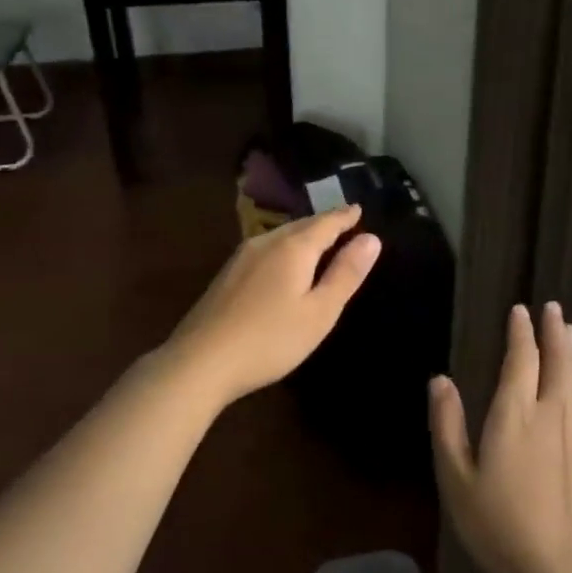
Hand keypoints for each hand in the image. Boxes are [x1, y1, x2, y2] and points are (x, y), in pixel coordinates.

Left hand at [166, 204, 381, 405]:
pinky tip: (283, 264)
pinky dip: (284, 249)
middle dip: (324, 224)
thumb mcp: (320, 312)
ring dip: (302, 235)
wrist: (200, 362)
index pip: (326, 222)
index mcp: (293, 247)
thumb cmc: (270, 339)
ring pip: (280, 236)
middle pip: (302, 225)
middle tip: (343, 224)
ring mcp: (241, 257)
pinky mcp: (226, 275)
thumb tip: (371, 238)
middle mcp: (266, 242)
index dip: (345, 217)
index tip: (358, 210)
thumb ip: (345, 273)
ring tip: (318, 241)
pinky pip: (265, 250)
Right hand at [430, 303, 571, 572]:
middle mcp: (553, 412)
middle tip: (551, 308)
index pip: (522, 359)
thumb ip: (447, 426)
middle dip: (553, 330)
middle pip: (557, 359)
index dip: (521, 332)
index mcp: (516, 414)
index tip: (520, 311)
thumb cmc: (499, 527)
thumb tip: (440, 380)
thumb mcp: (457, 480)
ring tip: (570, 330)